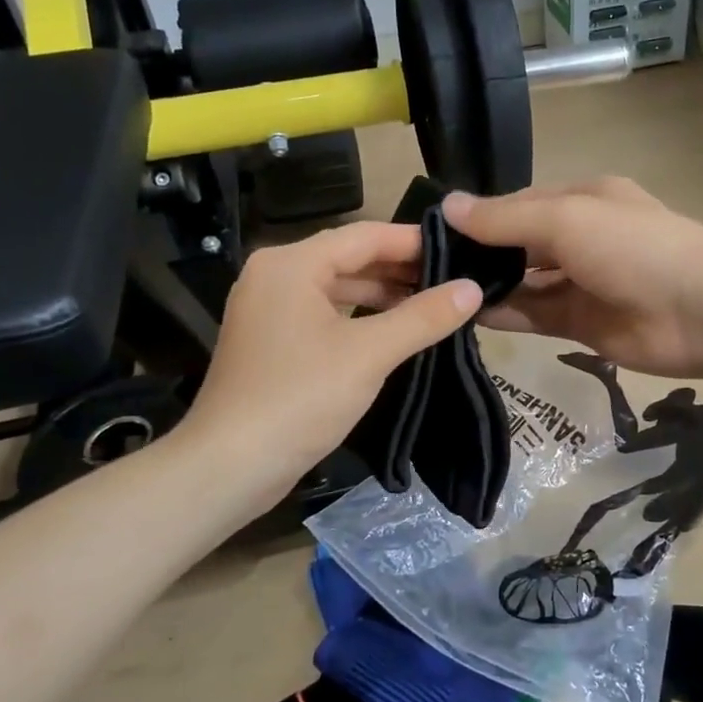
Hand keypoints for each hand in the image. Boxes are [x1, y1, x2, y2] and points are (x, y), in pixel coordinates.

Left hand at [177, 221, 481, 509]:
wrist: (230, 465)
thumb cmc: (300, 398)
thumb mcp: (370, 354)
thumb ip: (424, 317)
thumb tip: (472, 288)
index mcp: (292, 263)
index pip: (365, 236)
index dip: (414, 242)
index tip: (459, 251)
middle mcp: (275, 275)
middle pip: (349, 258)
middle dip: (401, 270)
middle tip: (453, 280)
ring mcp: (268, 309)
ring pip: (337, 288)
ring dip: (382, 295)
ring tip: (432, 305)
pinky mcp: (270, 341)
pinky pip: (323, 314)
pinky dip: (359, 317)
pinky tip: (393, 332)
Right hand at [444, 178, 702, 377]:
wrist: (700, 312)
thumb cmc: (632, 248)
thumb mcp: (565, 219)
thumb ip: (505, 219)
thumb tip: (447, 207)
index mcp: (580, 201)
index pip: (516, 205)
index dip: (476, 217)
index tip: (428, 231)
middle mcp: (578, 238)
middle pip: (517, 244)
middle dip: (477, 253)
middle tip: (419, 268)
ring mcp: (580, 283)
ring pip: (522, 282)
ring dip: (486, 286)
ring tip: (434, 293)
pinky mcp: (580, 324)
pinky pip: (533, 315)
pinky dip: (503, 315)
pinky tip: (464, 316)